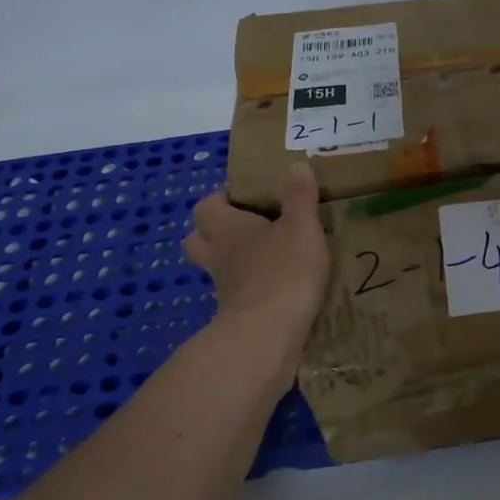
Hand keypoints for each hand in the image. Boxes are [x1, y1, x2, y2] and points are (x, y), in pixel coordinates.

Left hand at [184, 163, 329, 337]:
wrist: (268, 333)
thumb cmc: (283, 271)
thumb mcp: (301, 227)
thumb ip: (299, 197)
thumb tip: (296, 166)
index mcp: (226, 227)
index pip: (206, 206)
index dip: (221, 199)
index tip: (246, 197)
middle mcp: (217, 255)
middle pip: (198, 238)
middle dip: (216, 230)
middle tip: (249, 226)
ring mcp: (223, 287)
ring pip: (216, 267)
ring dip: (233, 260)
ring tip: (265, 255)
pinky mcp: (236, 313)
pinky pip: (236, 292)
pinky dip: (250, 286)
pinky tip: (277, 285)